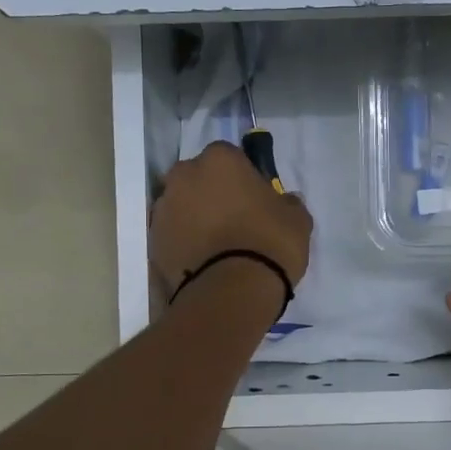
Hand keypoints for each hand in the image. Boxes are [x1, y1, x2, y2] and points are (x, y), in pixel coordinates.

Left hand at [151, 141, 313, 297]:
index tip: (253, 197)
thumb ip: (287, 202)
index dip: (241, 176)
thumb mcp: (297, 219)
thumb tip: (284, 201)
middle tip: (232, 219)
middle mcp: (184, 176)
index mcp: (219, 160)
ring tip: (216, 246)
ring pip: (181, 206)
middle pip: (197, 178)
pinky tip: (203, 262)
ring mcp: (163, 209)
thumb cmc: (269, 243)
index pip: (229, 156)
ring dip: (194, 217)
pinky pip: (172, 234)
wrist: (231, 292)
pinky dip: (184, 242)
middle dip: (211, 193)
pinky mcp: (153, 241)